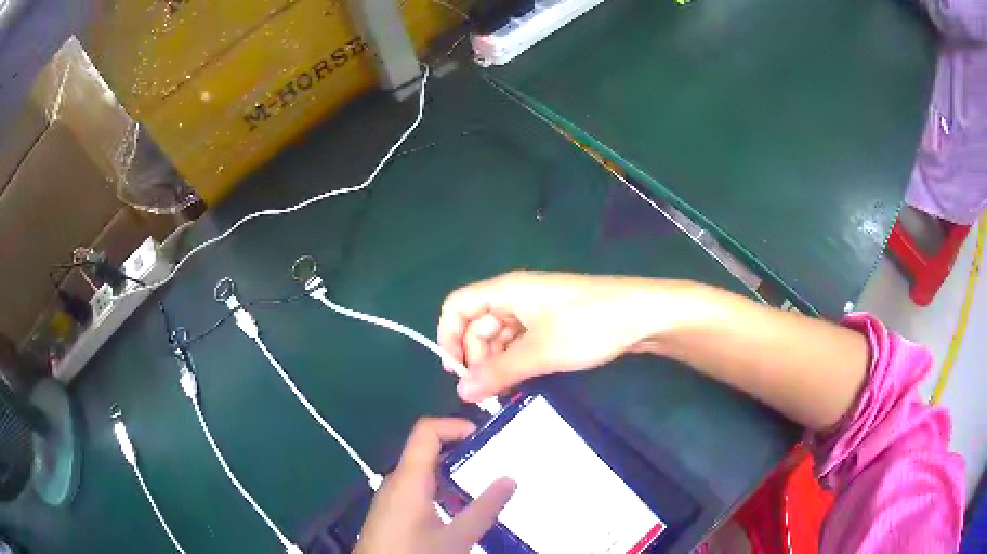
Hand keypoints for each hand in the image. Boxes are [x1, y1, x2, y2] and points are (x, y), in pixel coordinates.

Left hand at [355, 418, 515, 553]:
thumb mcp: (457, 538)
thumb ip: (484, 509)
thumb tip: (509, 480)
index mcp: (409, 480)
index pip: (426, 431)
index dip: (454, 426)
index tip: (484, 438)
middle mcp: (396, 481)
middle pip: (425, 449)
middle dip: (459, 450)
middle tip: (491, 461)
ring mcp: (389, 496)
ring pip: (421, 470)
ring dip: (450, 472)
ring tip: (479, 484)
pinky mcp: (389, 510)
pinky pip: (415, 487)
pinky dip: (438, 488)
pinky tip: (457, 509)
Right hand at [438, 271, 685, 401]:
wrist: (643, 316)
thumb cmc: (589, 325)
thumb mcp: (541, 351)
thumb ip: (499, 371)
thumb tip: (461, 392)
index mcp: (507, 291)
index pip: (458, 306)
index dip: (449, 336)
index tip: (455, 372)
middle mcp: (516, 297)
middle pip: (477, 324)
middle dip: (475, 356)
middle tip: (484, 392)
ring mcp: (536, 311)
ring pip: (500, 336)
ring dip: (495, 363)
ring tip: (502, 391)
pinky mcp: (553, 324)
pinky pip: (521, 342)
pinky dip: (515, 361)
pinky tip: (521, 381)